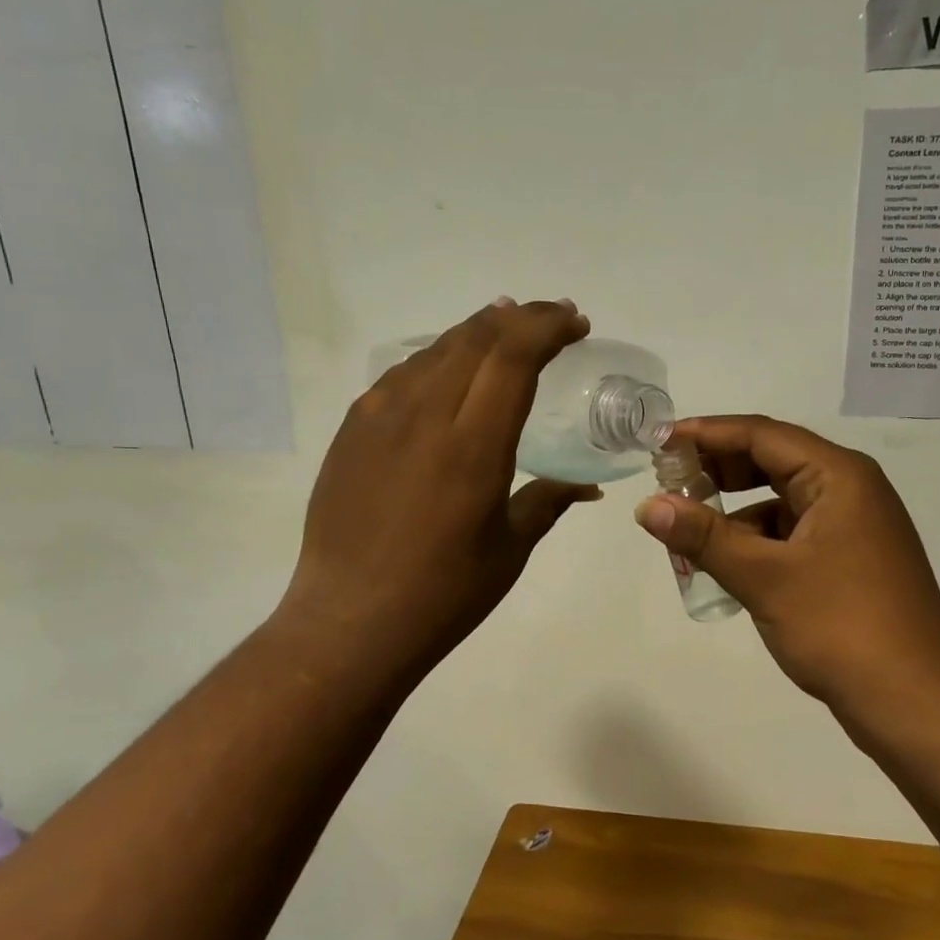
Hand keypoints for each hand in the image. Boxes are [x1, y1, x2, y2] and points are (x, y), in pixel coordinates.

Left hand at [279, 299, 597, 693]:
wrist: (350, 620)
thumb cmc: (444, 593)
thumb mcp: (510, 547)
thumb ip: (550, 500)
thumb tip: (588, 486)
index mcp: (472, 446)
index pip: (513, 356)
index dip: (548, 327)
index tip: (576, 324)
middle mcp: (423, 417)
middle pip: (476, 339)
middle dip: (521, 318)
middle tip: (552, 319)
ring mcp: (379, 419)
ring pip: (435, 349)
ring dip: (478, 331)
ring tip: (506, 327)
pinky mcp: (352, 431)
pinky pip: (401, 375)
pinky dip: (437, 357)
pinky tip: (447, 369)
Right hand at [634, 416, 939, 716]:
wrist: (915, 701)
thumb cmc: (841, 626)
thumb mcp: (764, 577)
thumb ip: (703, 537)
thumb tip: (646, 506)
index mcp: (838, 476)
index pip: (762, 434)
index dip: (706, 433)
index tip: (659, 441)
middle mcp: (849, 490)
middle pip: (772, 461)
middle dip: (718, 468)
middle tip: (668, 481)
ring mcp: (853, 526)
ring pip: (780, 500)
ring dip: (734, 509)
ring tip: (687, 526)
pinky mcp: (849, 560)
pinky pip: (792, 532)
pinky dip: (756, 539)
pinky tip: (725, 562)